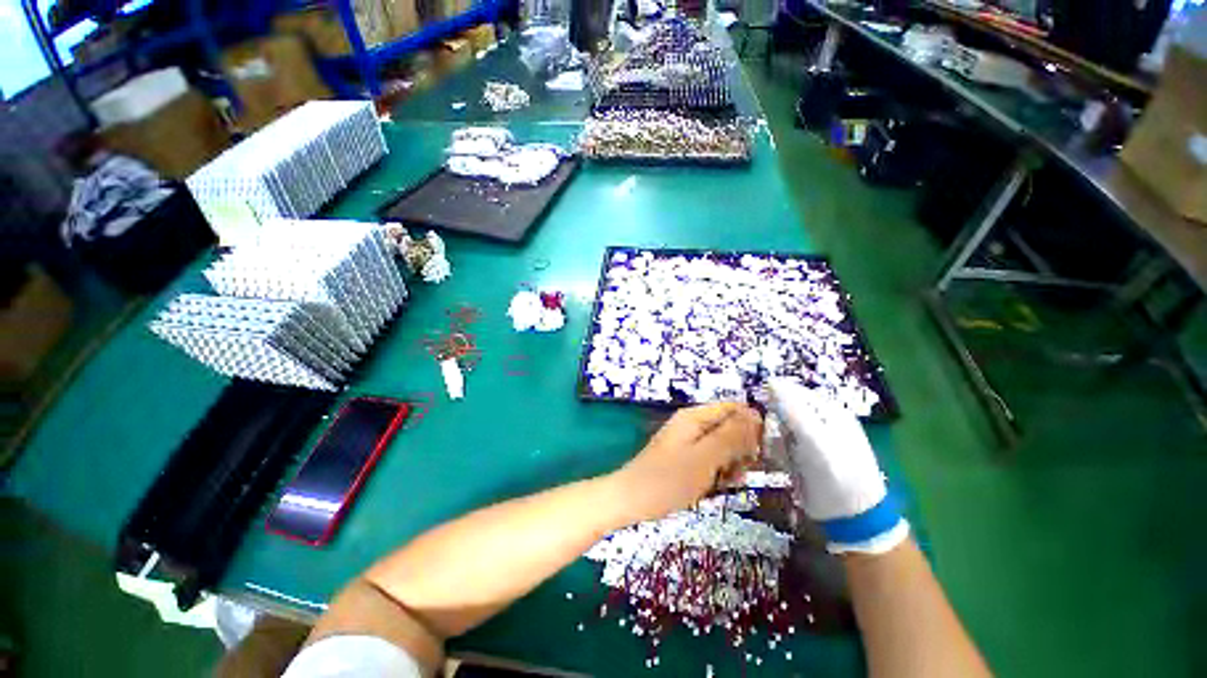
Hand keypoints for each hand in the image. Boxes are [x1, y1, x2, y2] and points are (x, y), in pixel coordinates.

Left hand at [617, 403, 762, 522]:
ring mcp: (687, 441)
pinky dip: (717, 471)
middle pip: (729, 427)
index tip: (759, 451)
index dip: (751, 426)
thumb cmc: (669, 479)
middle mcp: (692, 424)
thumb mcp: (705, 457)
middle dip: (741, 448)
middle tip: (739, 471)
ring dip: (731, 463)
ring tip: (725, 482)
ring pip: (722, 445)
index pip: (733, 408)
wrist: (631, 500)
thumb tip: (755, 414)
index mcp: (695, 417)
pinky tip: (715, 487)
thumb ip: (731, 436)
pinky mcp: (684, 458)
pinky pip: (710, 459)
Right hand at [768, 379, 906, 552]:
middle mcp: (820, 419)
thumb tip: (771, 382)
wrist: (851, 517)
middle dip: (774, 421)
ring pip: (779, 426)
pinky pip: (782, 443)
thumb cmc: (837, 474)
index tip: (762, 411)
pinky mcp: (803, 455)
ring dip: (774, 438)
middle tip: (777, 438)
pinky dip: (778, 451)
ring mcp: (811, 438)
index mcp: (828, 409)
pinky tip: (783, 463)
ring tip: (782, 454)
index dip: (775, 398)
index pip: (793, 390)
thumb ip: (792, 409)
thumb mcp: (814, 439)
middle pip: (783, 408)